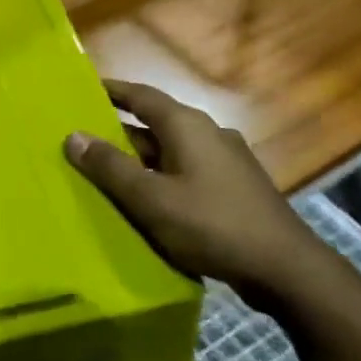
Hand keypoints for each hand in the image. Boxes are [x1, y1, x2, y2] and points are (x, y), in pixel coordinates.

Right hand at [64, 80, 324, 308]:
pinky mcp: (236, 188)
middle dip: (120, 132)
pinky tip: (150, 202)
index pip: (141, 96)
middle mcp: (208, 133)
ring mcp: (227, 161)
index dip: (111, 91)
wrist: (287, 270)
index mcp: (187, 126)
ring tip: (109, 174)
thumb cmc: (212, 225)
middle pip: (155, 124)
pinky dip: (163, 178)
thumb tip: (73, 137)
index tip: (84, 89)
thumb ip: (110, 168)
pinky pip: (188, 172)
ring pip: (172, 151)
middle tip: (85, 141)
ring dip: (141, 159)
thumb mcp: (151, 199)